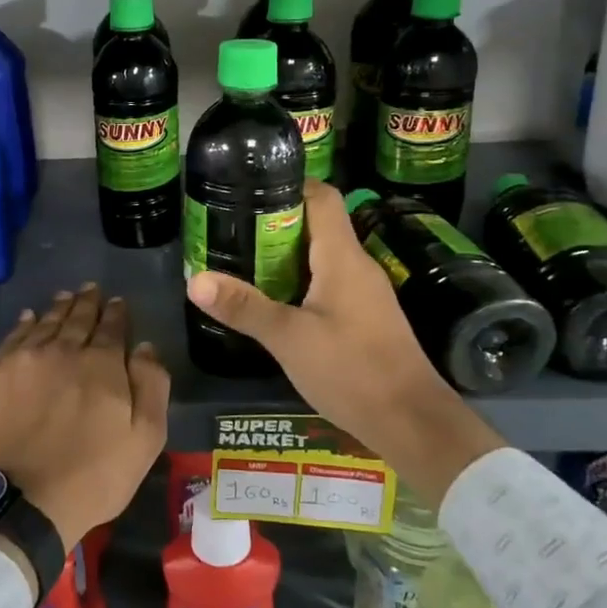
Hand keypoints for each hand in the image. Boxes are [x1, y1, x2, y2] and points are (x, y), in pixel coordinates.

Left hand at [0, 284, 168, 549]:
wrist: (21, 502)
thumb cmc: (94, 476)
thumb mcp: (145, 438)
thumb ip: (151, 385)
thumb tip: (144, 345)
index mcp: (101, 363)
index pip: (112, 326)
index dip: (117, 312)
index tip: (118, 302)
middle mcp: (62, 349)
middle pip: (77, 318)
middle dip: (88, 302)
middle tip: (91, 289)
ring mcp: (23, 359)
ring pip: (45, 323)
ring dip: (59, 308)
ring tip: (66, 296)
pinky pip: (12, 338)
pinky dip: (25, 324)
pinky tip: (30, 318)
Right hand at [185, 180, 502, 503]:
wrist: (411, 422)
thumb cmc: (352, 370)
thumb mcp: (289, 339)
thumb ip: (244, 307)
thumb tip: (195, 281)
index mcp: (343, 257)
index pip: (322, 196)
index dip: (289, 185)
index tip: (248, 189)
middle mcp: (357, 266)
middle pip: (318, 225)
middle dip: (275, 223)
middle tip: (231, 229)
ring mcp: (365, 293)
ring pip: (322, 257)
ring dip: (285, 255)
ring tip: (243, 262)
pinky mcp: (365, 318)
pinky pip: (328, 284)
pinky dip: (300, 282)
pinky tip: (274, 302)